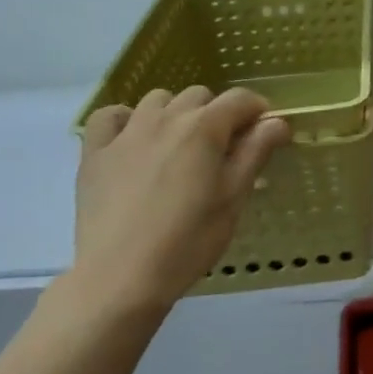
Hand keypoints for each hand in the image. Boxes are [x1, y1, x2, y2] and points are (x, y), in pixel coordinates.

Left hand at [73, 88, 290, 314]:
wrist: (120, 278)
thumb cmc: (188, 240)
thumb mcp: (233, 198)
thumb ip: (256, 152)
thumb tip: (278, 121)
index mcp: (204, 128)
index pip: (240, 99)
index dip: (258, 111)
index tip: (264, 133)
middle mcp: (165, 118)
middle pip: (199, 96)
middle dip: (217, 113)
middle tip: (222, 149)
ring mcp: (126, 133)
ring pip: (157, 100)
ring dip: (175, 113)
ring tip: (179, 146)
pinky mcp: (94, 153)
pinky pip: (109, 116)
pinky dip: (125, 120)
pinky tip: (133, 142)